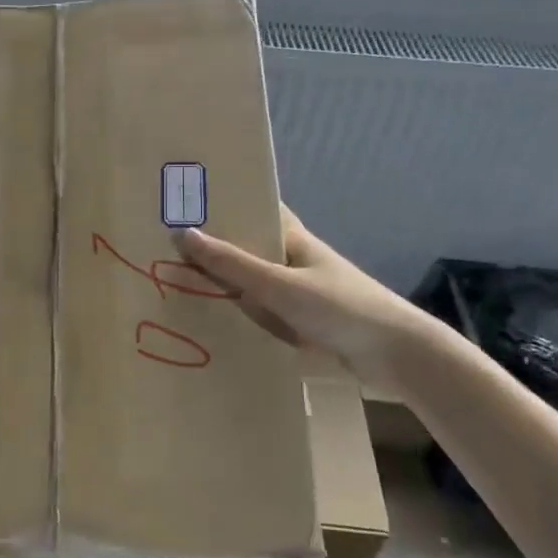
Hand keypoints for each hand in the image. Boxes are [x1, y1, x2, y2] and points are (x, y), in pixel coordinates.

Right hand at [175, 206, 453, 394]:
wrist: (395, 356)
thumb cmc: (340, 307)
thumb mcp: (280, 285)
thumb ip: (233, 264)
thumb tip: (183, 234)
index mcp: (293, 240)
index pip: (256, 209)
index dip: (225, 203)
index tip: (184, 201)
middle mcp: (292, 262)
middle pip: (246, 249)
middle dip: (213, 249)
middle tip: (163, 247)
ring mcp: (295, 295)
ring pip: (249, 285)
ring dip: (221, 286)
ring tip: (172, 282)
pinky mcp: (298, 326)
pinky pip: (259, 315)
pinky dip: (237, 316)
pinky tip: (206, 323)